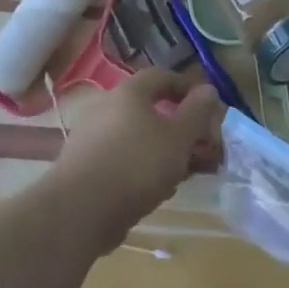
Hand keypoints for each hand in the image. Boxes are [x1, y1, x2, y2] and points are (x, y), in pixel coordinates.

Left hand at [47, 68, 224, 252]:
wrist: (79, 211)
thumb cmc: (137, 165)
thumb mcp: (179, 138)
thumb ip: (197, 112)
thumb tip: (208, 89)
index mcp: (129, 93)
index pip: (161, 76)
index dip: (187, 87)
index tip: (207, 106)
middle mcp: (105, 107)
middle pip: (148, 109)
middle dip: (177, 126)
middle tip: (198, 146)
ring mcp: (90, 136)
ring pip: (136, 136)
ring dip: (161, 150)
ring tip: (182, 174)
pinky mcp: (82, 165)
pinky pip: (120, 158)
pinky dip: (140, 167)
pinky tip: (154, 190)